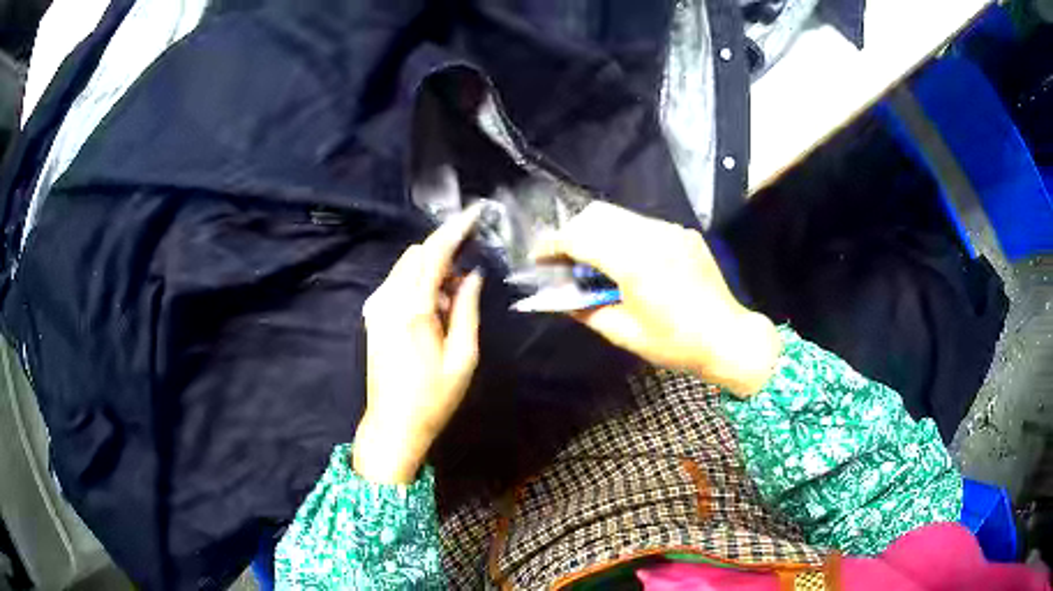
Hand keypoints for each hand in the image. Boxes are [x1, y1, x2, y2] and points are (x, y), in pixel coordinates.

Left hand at [354, 206, 483, 484]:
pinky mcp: (372, 317)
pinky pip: (397, 283)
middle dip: (444, 254)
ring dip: (431, 271)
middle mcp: (388, 300)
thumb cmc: (433, 398)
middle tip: (467, 281)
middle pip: (417, 254)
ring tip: (451, 304)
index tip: (475, 214)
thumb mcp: (462, 358)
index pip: (434, 254)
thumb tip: (473, 275)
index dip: (455, 230)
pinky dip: (417, 284)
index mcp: (412, 310)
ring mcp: (375, 308)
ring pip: (406, 267)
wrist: (392, 425)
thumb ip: (467, 309)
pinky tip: (432, 312)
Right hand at [532, 202, 780, 395]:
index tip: (539, 256)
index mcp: (635, 262)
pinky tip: (625, 261)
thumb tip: (560, 296)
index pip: (580, 237)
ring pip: (619, 215)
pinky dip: (622, 235)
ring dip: (597, 231)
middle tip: (563, 258)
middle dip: (572, 231)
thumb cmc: (675, 343)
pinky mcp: (683, 233)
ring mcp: (671, 230)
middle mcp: (652, 235)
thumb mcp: (624, 333)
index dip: (553, 244)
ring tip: (591, 260)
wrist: (727, 337)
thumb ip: (586, 309)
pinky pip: (642, 224)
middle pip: (597, 214)